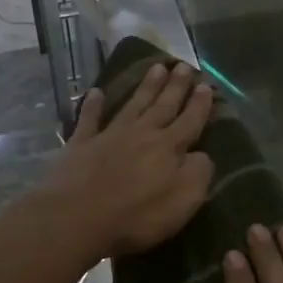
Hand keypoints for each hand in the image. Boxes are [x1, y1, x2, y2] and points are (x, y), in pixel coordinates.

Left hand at [44, 63, 214, 260]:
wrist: (77, 218)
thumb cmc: (136, 216)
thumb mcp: (183, 201)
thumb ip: (198, 174)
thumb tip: (203, 155)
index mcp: (168, 148)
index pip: (190, 121)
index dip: (199, 104)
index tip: (206, 85)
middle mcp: (141, 134)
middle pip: (163, 106)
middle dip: (176, 86)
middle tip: (184, 65)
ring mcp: (109, 136)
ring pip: (133, 105)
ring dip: (146, 86)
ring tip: (157, 67)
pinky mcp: (81, 144)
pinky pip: (89, 119)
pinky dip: (93, 105)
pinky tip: (96, 92)